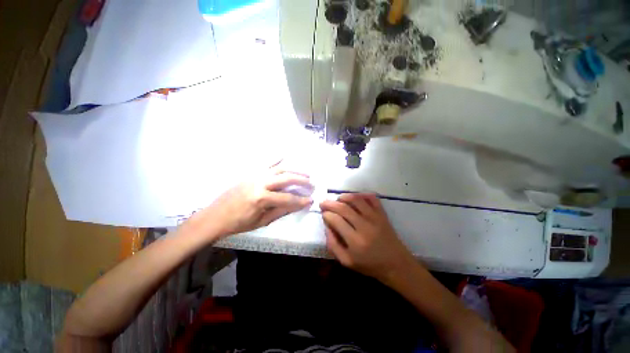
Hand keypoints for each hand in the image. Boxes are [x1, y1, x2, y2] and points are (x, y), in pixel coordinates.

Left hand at [188, 163, 313, 239]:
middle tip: (312, 184)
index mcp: (261, 198)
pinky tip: (284, 155)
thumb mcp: (262, 221)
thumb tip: (297, 205)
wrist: (215, 216)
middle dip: (302, 181)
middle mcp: (260, 183)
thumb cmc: (238, 223)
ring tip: (305, 173)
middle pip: (286, 179)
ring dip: (294, 170)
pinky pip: (265, 163)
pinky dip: (276, 159)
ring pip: (279, 169)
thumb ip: (281, 211)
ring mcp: (254, 175)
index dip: (301, 200)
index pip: (287, 198)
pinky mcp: (250, 173)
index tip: (311, 200)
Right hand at [320, 193, 415, 280]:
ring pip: (356, 200)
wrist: (396, 264)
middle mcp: (365, 226)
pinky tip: (355, 198)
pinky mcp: (382, 214)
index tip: (323, 214)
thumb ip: (333, 244)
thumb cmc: (370, 265)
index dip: (326, 214)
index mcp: (355, 241)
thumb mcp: (346, 261)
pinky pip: (372, 198)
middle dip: (330, 203)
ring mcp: (375, 218)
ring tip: (337, 199)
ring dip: (344, 196)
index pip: (336, 220)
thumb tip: (327, 225)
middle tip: (323, 203)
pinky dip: (362, 194)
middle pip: (343, 208)